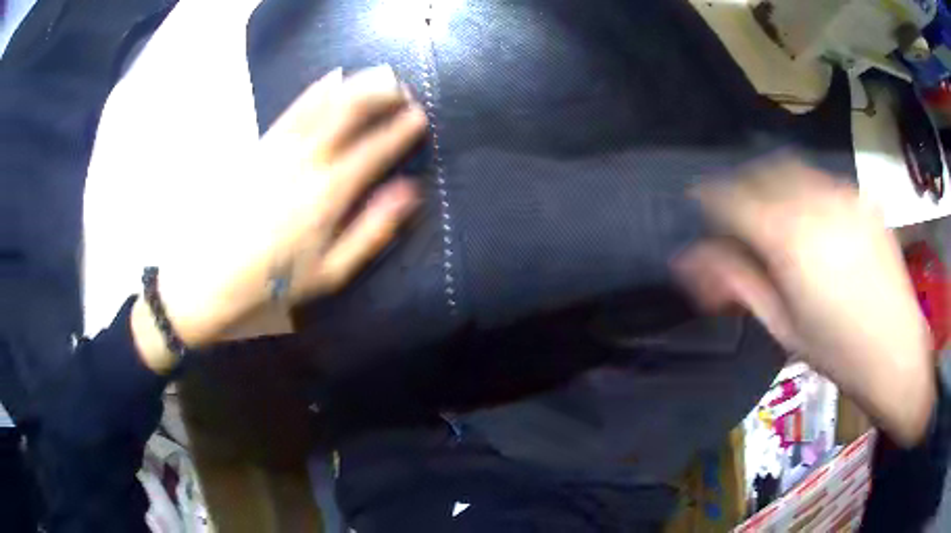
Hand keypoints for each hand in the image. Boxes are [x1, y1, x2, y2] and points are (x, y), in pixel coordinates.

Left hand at [133, 65, 426, 372]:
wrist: (208, 276)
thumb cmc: (272, 281)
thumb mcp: (331, 271)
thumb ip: (372, 230)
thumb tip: (409, 192)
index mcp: (329, 193)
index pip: (375, 149)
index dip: (402, 129)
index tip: (420, 117)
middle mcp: (307, 160)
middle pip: (350, 112)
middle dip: (382, 94)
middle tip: (402, 89)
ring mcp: (280, 148)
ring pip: (325, 102)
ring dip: (357, 85)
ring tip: (379, 76)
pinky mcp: (260, 146)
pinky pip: (294, 108)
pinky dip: (318, 89)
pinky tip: (333, 79)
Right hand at [674, 157, 934, 446]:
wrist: (897, 353)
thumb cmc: (837, 353)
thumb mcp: (782, 326)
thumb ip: (738, 283)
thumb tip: (693, 260)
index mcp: (790, 240)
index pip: (732, 198)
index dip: (708, 199)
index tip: (699, 208)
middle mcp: (815, 203)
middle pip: (760, 172)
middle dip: (740, 188)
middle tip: (736, 217)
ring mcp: (843, 195)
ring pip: (791, 168)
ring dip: (770, 183)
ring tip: (772, 215)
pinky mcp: (862, 198)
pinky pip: (820, 180)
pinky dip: (802, 189)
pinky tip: (811, 220)